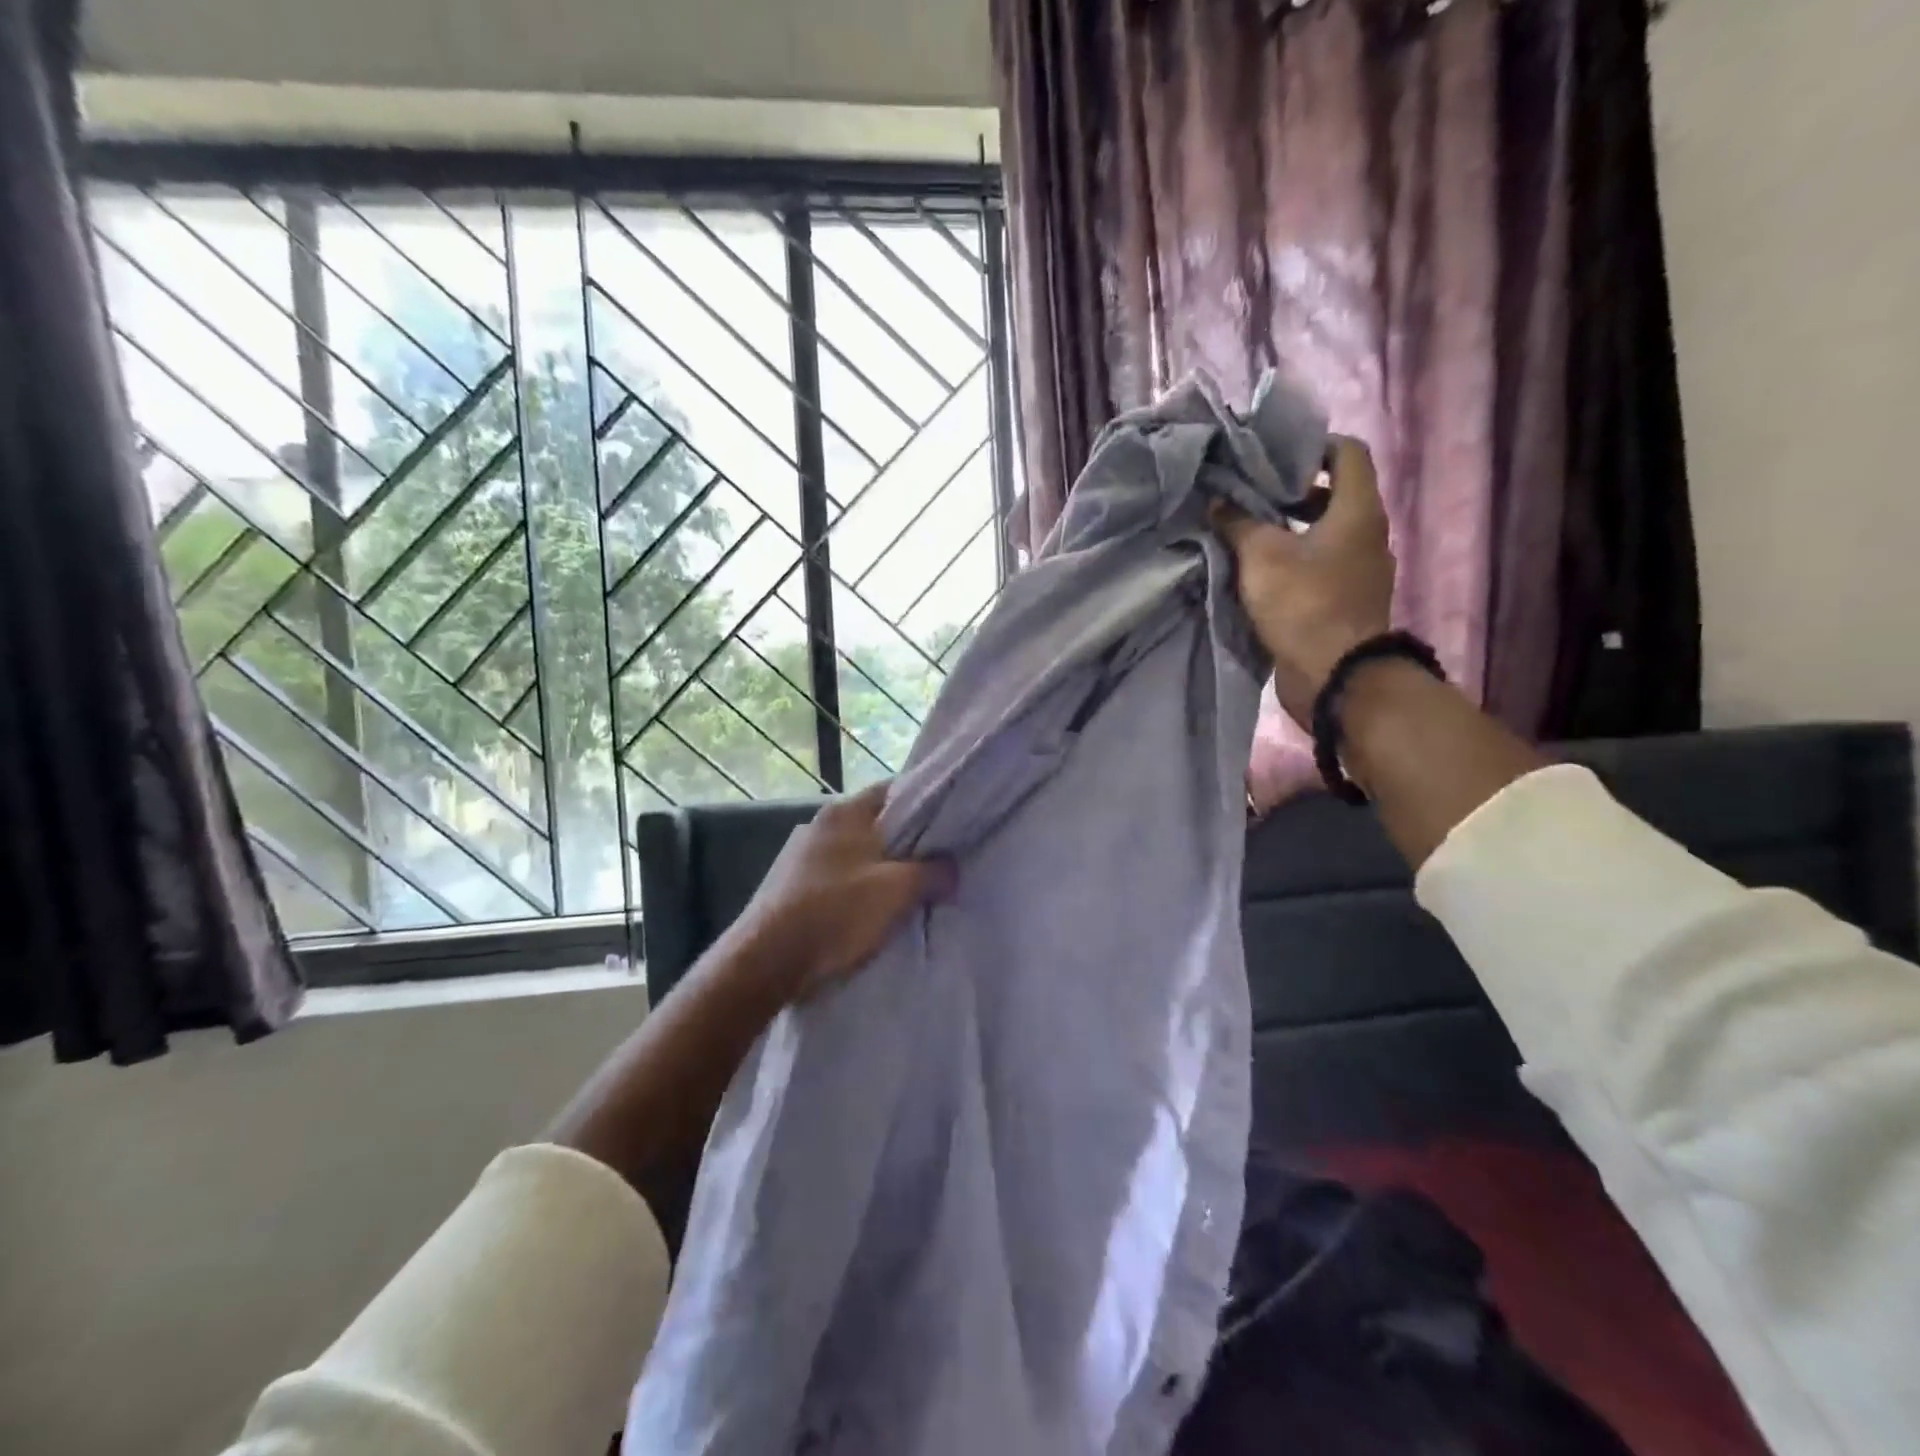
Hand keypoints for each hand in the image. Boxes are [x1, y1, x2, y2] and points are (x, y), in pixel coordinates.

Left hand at [728, 781, 955, 1002]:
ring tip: (907, 893)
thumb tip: (952, 869)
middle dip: (905, 844)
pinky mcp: (790, 886)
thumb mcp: (897, 890)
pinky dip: (856, 890)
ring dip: (880, 870)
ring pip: (856, 854)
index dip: (925, 803)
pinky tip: (869, 913)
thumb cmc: (836, 911)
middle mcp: (820, 824)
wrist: (768, 960)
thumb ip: (932, 873)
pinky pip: (837, 879)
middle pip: (876, 824)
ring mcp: (800, 855)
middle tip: (937, 863)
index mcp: (845, 811)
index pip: (894, 790)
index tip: (950, 824)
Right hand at [1213, 436, 1394, 728]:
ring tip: (1244, 531)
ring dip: (1287, 528)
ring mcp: (1358, 570)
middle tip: (1247, 493)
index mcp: (1358, 510)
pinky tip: (1256, 571)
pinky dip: (1292, 559)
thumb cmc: (1304, 604)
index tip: (1271, 455)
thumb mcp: (1262, 556)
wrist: (1334, 675)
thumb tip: (1217, 502)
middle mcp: (1366, 534)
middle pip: (1332, 493)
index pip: (1346, 452)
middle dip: (1289, 490)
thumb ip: (1238, 522)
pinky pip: (1318, 565)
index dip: (1311, 445)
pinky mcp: (1344, 600)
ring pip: (1322, 532)